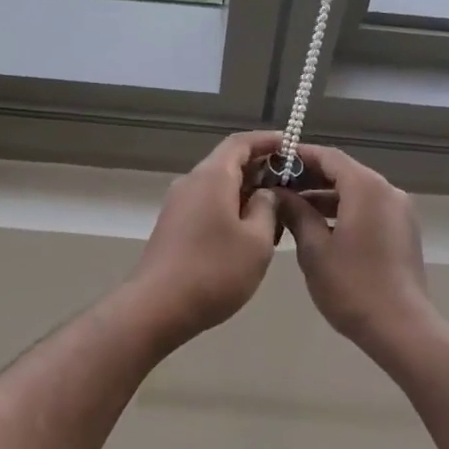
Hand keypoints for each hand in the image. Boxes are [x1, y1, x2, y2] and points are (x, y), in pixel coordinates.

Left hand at [124, 131, 283, 343]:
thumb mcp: (257, 241)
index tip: (291, 145)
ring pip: (218, 186)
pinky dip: (231, 208)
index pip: (241, 142)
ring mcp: (178, 204)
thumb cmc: (214, 270)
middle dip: (260, 168)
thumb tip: (266, 193)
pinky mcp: (173, 226)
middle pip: (228, 162)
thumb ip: (267, 208)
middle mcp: (191, 182)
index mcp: (212, 176)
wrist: (157, 307)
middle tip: (291, 183)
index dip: (267, 140)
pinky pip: (207, 204)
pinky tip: (248, 233)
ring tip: (276, 212)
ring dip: (246, 192)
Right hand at [274, 145, 438, 351]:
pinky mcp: (402, 231)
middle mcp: (387, 191)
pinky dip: (343, 210)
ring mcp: (399, 211)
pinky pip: (368, 208)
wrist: (401, 328)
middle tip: (276, 186)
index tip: (272, 161)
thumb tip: (279, 194)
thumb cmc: (352, 286)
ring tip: (291, 208)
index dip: (299, 156)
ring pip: (356, 192)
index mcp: (366, 187)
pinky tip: (318, 227)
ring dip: (325, 196)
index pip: (328, 156)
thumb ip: (296, 213)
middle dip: (310, 177)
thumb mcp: (314, 249)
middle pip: (344, 172)